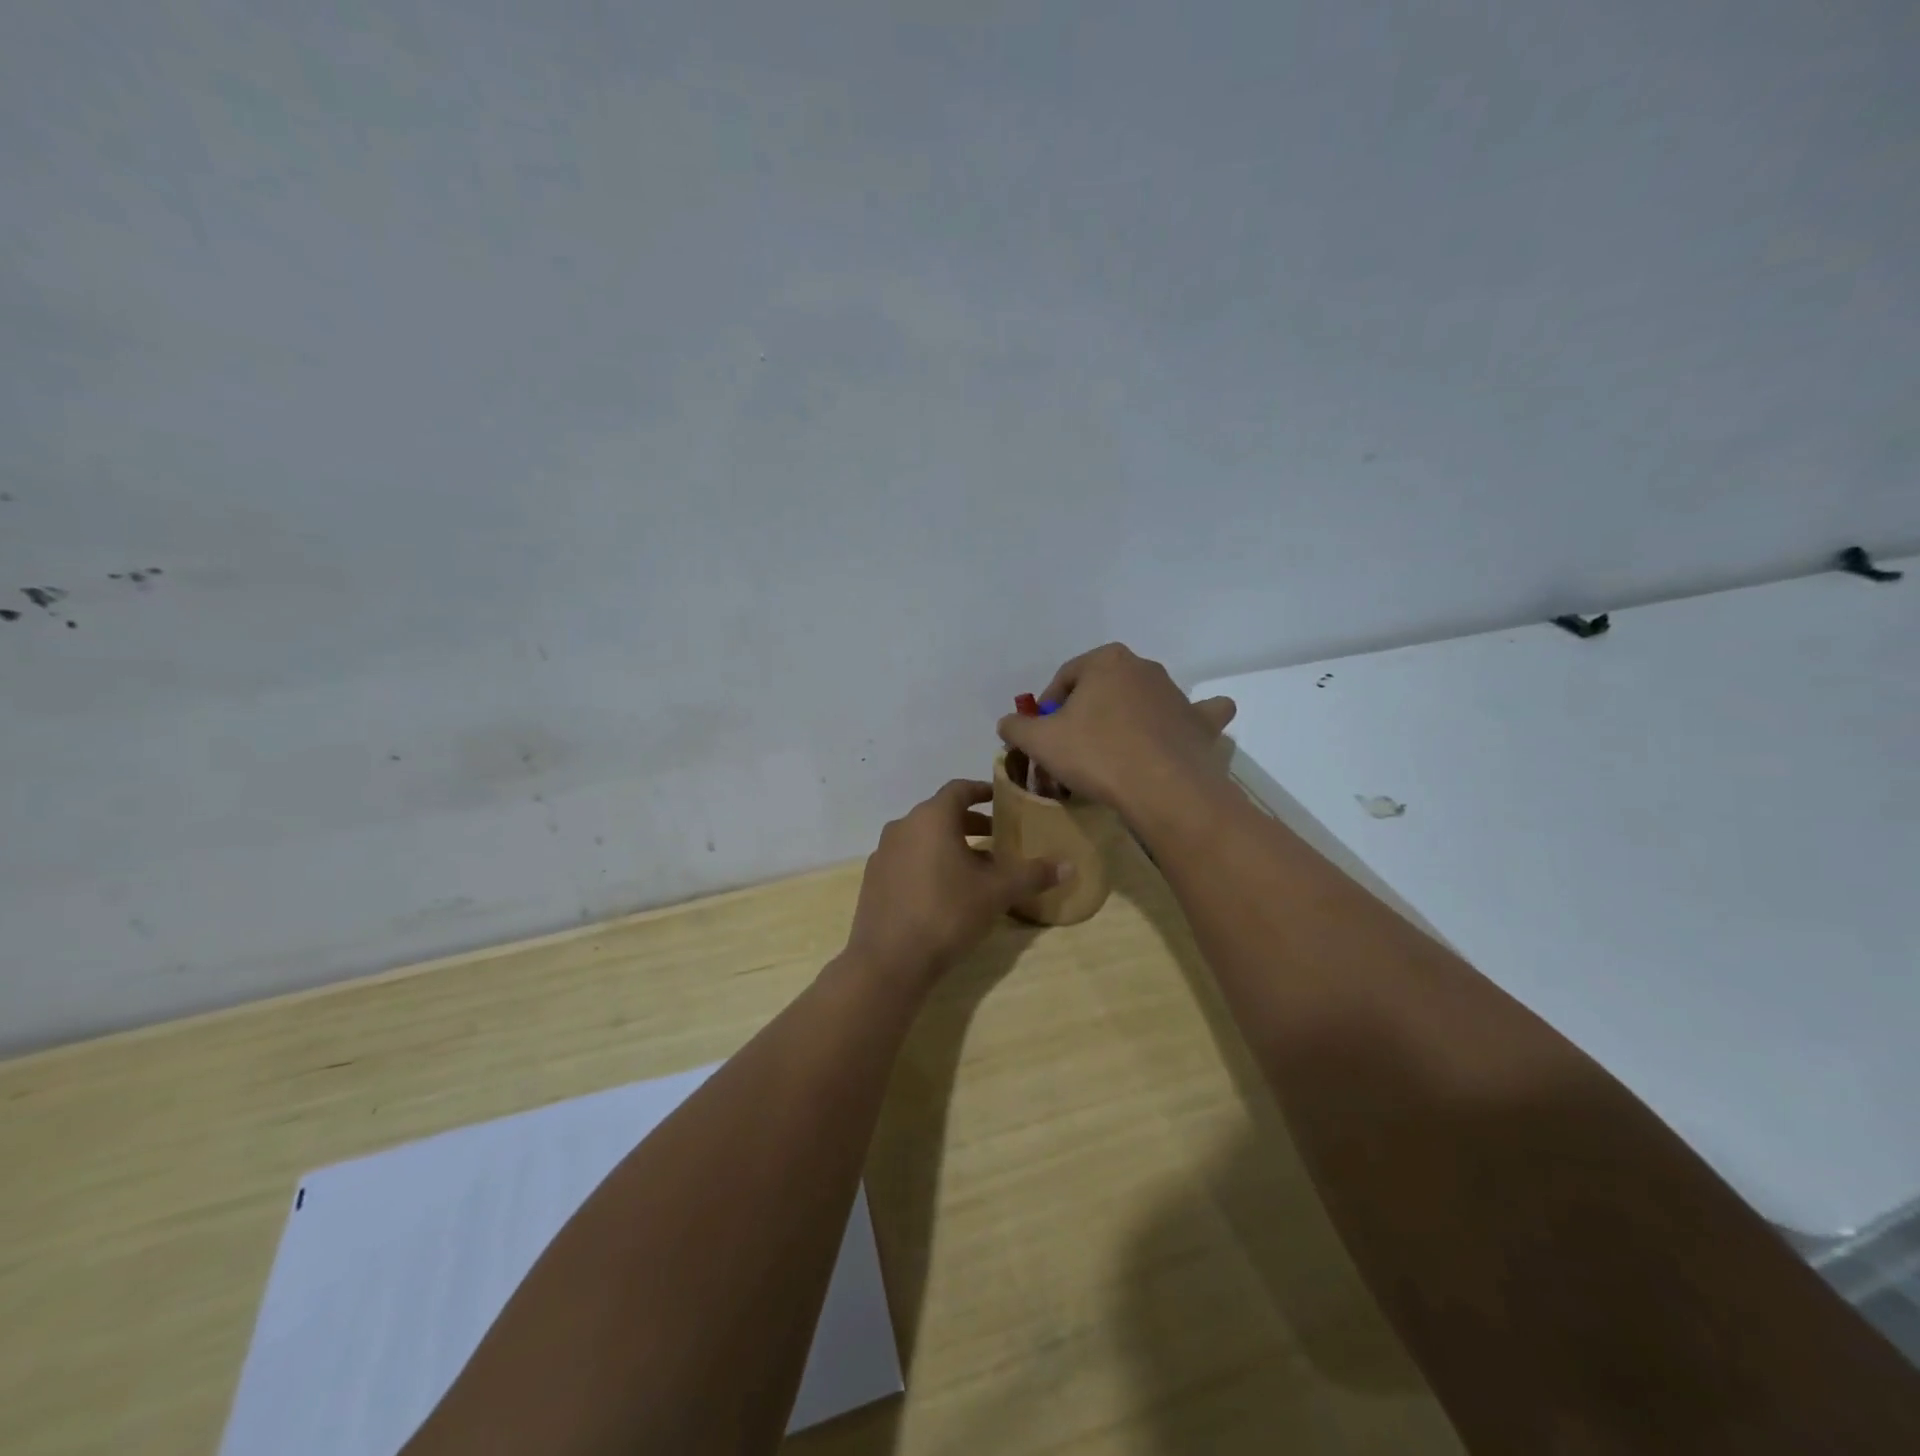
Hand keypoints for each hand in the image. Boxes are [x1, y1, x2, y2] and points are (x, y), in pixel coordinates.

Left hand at [844, 779, 1059, 985]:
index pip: (959, 789)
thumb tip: (1069, 866)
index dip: (981, 791)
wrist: (890, 960)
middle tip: (997, 838)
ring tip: (976, 868)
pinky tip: (945, 890)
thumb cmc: (947, 913)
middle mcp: (903, 826)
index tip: (1000, 800)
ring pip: (922, 837)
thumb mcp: (996, 893)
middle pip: (940, 813)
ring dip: (949, 844)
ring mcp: (884, 853)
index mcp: (931, 818)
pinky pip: (907, 858)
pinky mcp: (874, 879)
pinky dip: (928, 862)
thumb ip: (1031, 875)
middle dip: (970, 823)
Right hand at [996, 643, 1235, 822]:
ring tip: (1111, 757)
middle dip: (1085, 715)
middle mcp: (1144, 667)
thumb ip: (1016, 727)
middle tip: (1072, 751)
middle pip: (1102, 689)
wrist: (1163, 789)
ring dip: (1126, 720)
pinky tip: (1176, 734)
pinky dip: (1184, 723)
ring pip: (1142, 702)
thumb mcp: (1039, 742)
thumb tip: (1008, 723)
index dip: (1047, 709)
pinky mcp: (1200, 722)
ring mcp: (1177, 693)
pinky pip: (1193, 716)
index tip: (1042, 738)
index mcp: (1105, 660)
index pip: (1064, 679)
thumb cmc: (1096, 755)